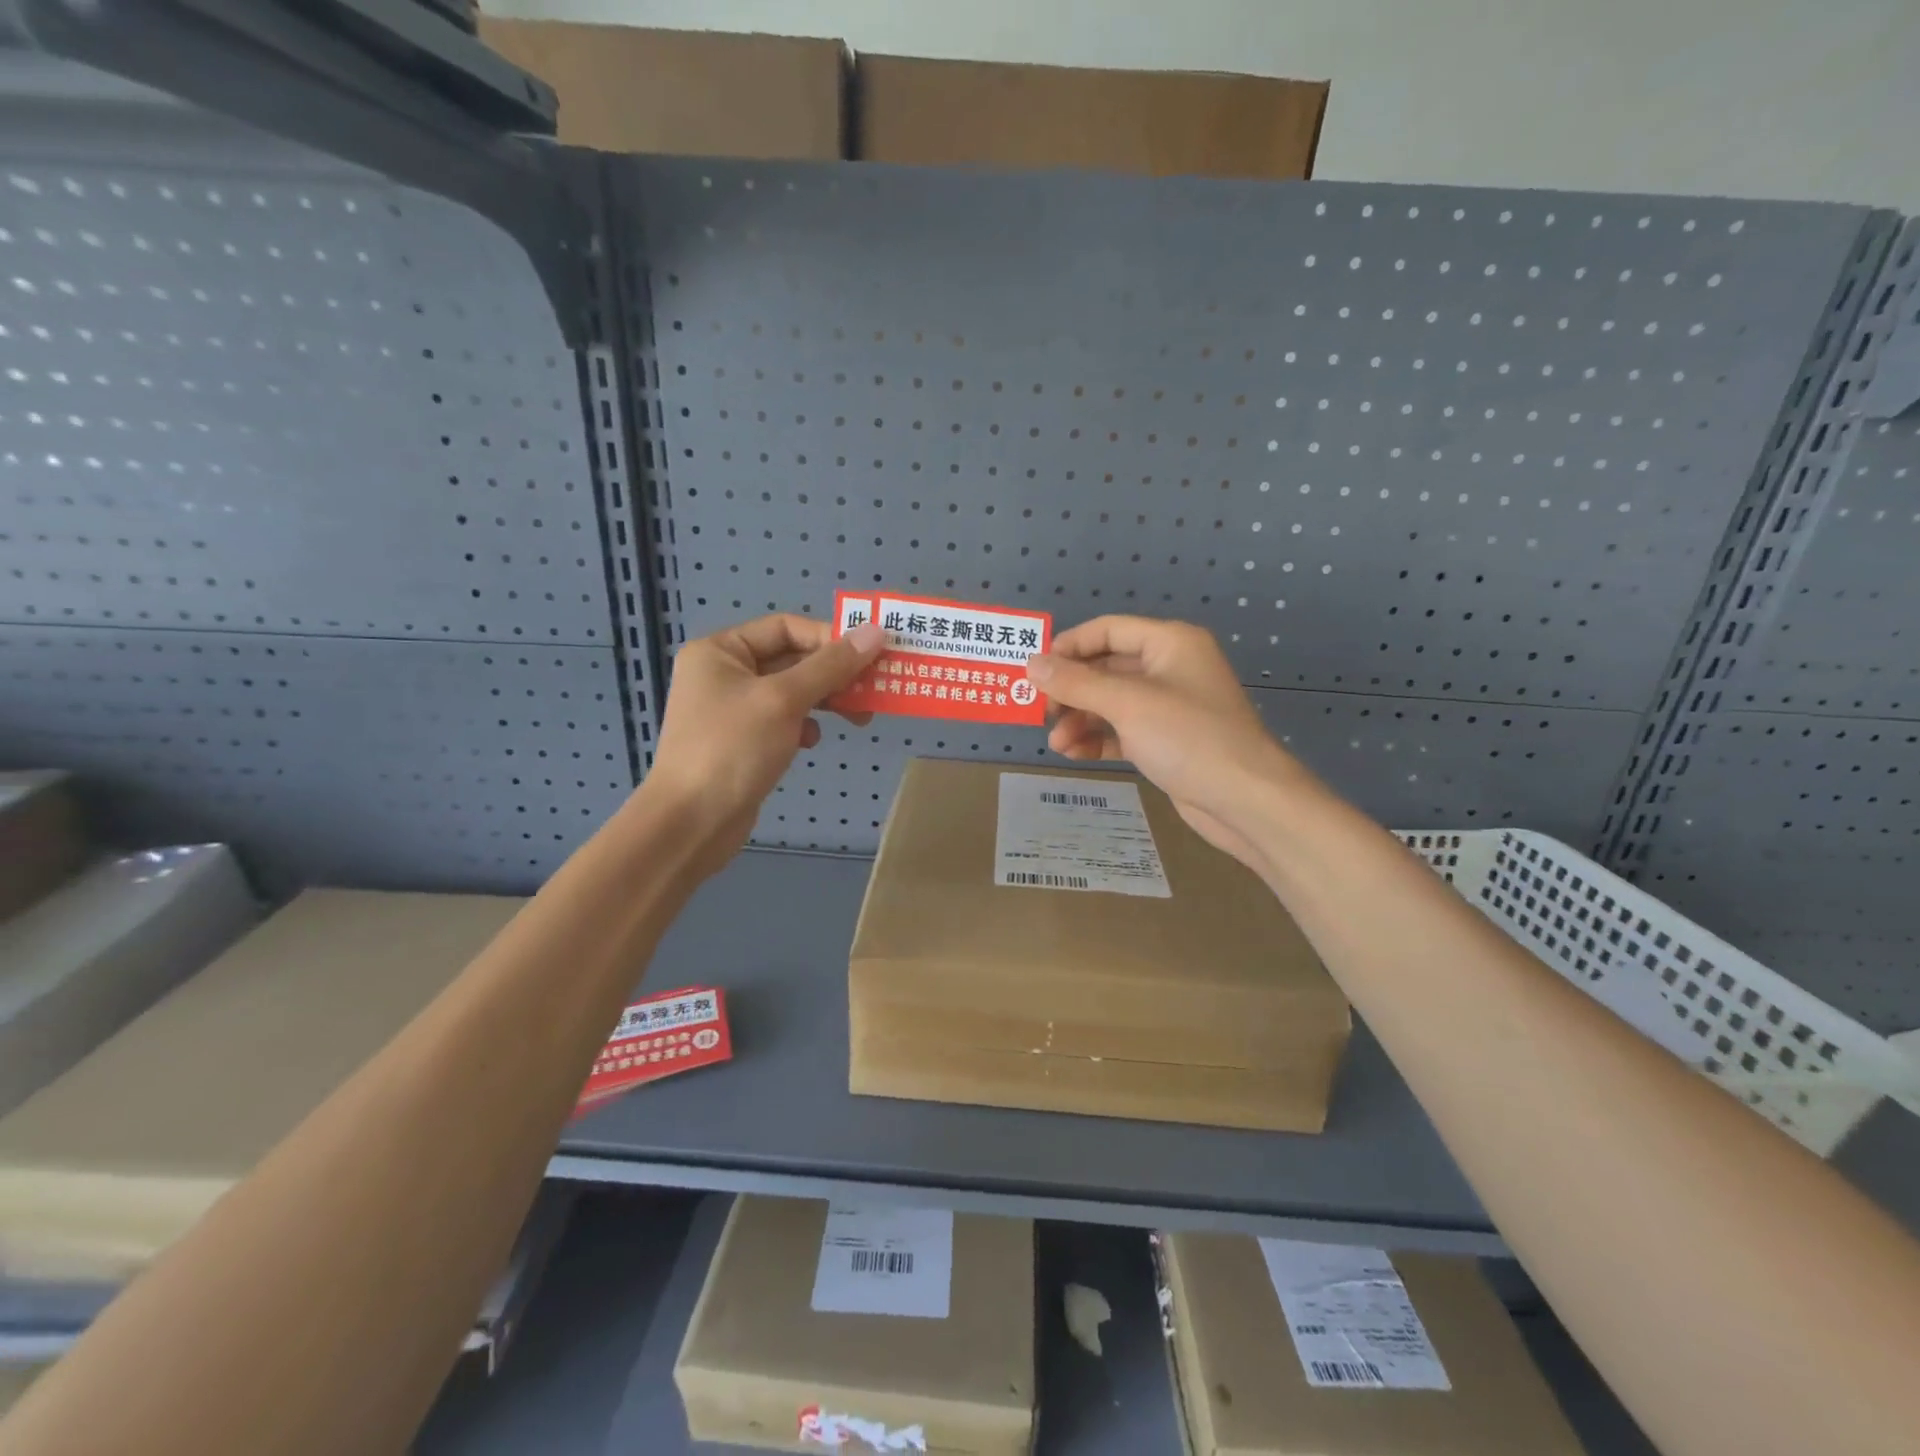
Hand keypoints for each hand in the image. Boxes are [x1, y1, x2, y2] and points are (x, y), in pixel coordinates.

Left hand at [645, 614, 884, 874]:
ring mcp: (732, 710)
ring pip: (792, 692)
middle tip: (874, 689)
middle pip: (792, 659)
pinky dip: (804, 726)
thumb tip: (875, 631)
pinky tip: (811, 742)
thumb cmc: (733, 749)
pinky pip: (783, 721)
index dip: (829, 638)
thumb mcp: (785, 700)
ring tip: (860, 717)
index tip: (870, 656)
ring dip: (827, 700)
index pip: (786, 627)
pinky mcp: (742, 742)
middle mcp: (723, 673)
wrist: (691, 823)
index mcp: (720, 651)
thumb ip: (831, 665)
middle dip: (834, 674)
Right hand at [1027, 617, 1297, 873]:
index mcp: (1169, 643)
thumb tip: (1030, 663)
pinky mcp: (1166, 741)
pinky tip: (1074, 754)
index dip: (1069, 646)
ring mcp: (1169, 707)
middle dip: (1071, 690)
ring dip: (1081, 719)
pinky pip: (1123, 731)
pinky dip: (1098, 739)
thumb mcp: (1127, 703)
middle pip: (1106, 667)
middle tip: (1041, 712)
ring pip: (1111, 703)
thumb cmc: (1189, 737)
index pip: (1108, 630)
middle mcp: (1170, 668)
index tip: (1033, 670)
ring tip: (1056, 742)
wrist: (1246, 800)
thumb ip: (1076, 682)